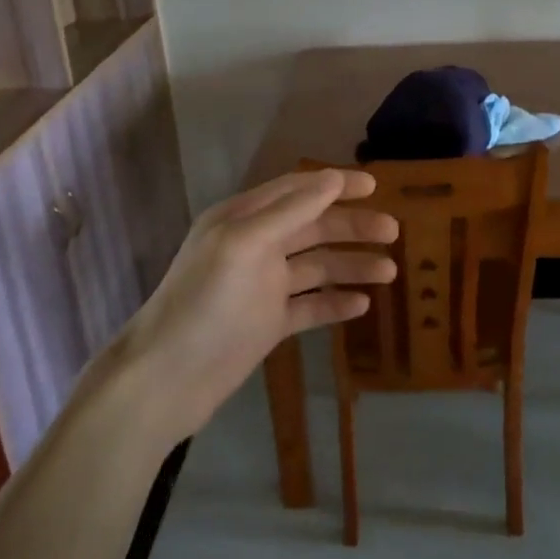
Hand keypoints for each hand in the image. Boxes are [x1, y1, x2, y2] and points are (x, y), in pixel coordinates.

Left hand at [121, 168, 398, 437]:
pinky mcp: (268, 323)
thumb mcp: (244, 246)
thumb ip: (289, 211)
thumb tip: (332, 178)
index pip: (297, 191)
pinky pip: (310, 306)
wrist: (166, 380)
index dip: (336, 185)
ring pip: (316, 267)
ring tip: (389, 272)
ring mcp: (262, 287)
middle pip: (313, 227)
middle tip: (393, 232)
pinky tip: (362, 305)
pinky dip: (335, 303)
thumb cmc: (204, 304)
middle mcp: (255, 247)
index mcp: (243, 220)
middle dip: (352, 226)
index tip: (375, 186)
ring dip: (351, 265)